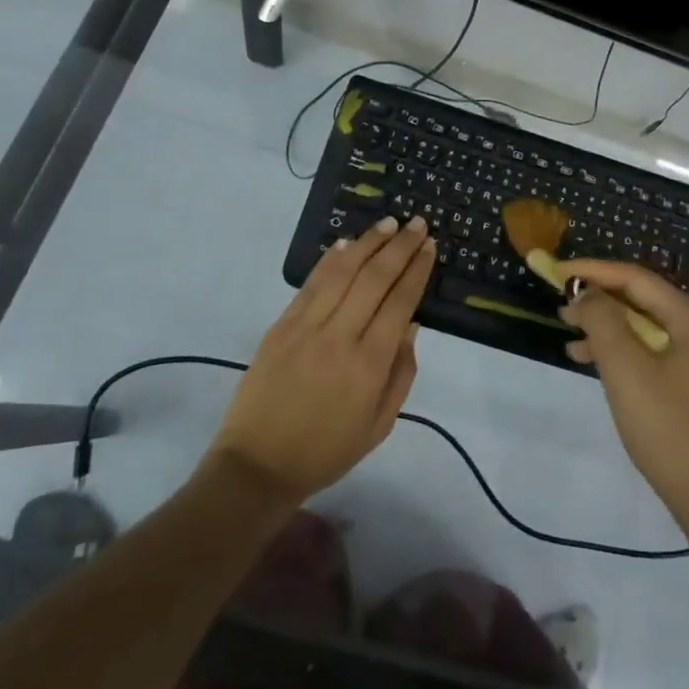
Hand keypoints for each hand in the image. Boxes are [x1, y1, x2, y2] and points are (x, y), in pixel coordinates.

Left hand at [208, 216, 431, 504]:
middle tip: (418, 224)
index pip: (400, 302)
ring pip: (343, 272)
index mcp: (369, 364)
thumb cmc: (327, 451)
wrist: (258, 465)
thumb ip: (401, 373)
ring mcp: (306, 327)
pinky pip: (311, 284)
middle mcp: (340, 337)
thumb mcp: (380, 424)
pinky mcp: (281, 326)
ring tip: (389, 223)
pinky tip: (347, 243)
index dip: (417, 270)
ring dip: (368, 243)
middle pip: (375, 279)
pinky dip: (331, 259)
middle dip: (400, 247)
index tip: (430, 246)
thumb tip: (412, 325)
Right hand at [558, 259, 688, 527]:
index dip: (592, 271)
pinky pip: (655, 354)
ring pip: (647, 329)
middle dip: (599, 300)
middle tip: (561, 307)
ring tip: (570, 339)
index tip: (556, 272)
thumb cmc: (668, 427)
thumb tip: (587, 294)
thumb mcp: (625, 368)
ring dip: (608, 328)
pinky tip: (598, 366)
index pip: (635, 278)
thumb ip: (602, 320)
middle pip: (643, 300)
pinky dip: (624, 353)